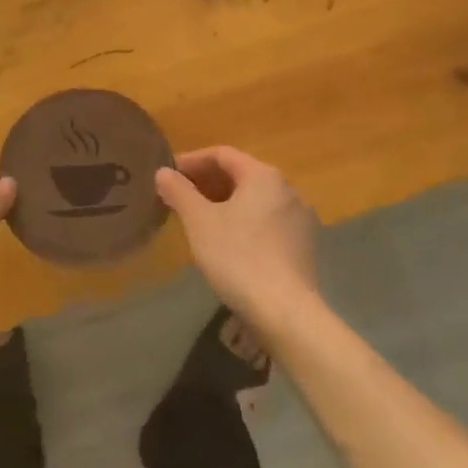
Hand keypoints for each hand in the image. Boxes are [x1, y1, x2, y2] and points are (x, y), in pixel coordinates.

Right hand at [155, 147, 323, 332]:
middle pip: (241, 175)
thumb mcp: (199, 222)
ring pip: (255, 199)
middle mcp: (288, 189)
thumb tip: (163, 172)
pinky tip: (227, 242)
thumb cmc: (238, 258)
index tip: (168, 174)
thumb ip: (179, 191)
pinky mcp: (304, 245)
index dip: (192, 161)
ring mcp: (300, 218)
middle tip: (179, 197)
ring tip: (198, 219)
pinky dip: (243, 221)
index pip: (222, 154)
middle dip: (207, 183)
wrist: (285, 312)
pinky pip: (267, 221)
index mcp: (264, 176)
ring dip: (225, 203)